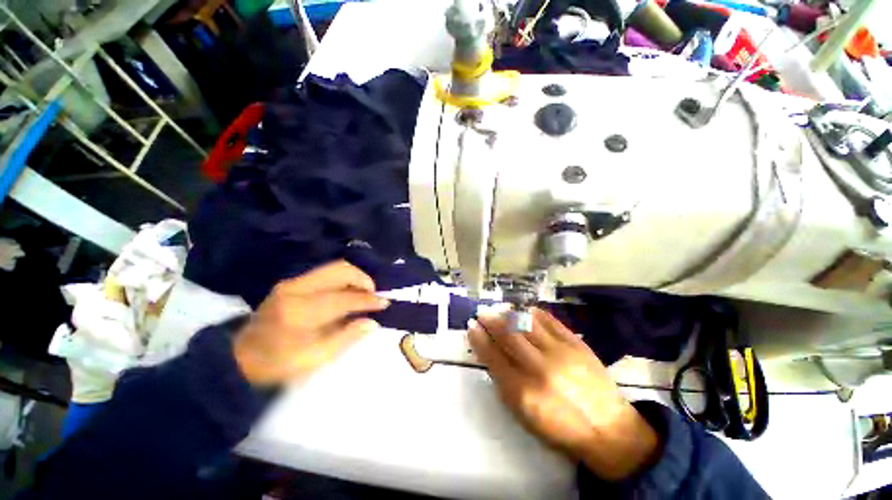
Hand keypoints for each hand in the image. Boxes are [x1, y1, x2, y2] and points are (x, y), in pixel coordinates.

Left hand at [234, 261, 388, 385]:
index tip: (384, 303)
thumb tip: (373, 322)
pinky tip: (349, 291)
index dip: (368, 300)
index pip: (343, 298)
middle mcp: (296, 289)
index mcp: (300, 312)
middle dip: (363, 279)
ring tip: (364, 292)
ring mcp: (292, 283)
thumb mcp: (316, 359)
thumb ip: (347, 337)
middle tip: (374, 294)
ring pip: (334, 267)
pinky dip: (343, 278)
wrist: (240, 358)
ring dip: (355, 276)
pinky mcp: (291, 282)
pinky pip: (326, 273)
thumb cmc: (279, 364)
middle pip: (340, 270)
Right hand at [468, 308, 659, 480]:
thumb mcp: (524, 415)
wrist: (608, 430)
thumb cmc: (560, 428)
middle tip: (482, 312)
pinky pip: (550, 321)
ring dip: (510, 313)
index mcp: (523, 391)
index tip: (471, 326)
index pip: (492, 356)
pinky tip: (526, 309)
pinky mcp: (576, 344)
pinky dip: (535, 313)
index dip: (479, 338)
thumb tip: (491, 354)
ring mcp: (560, 353)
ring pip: (527, 323)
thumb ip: (505, 383)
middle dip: (491, 320)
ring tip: (501, 309)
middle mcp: (539, 368)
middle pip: (508, 335)